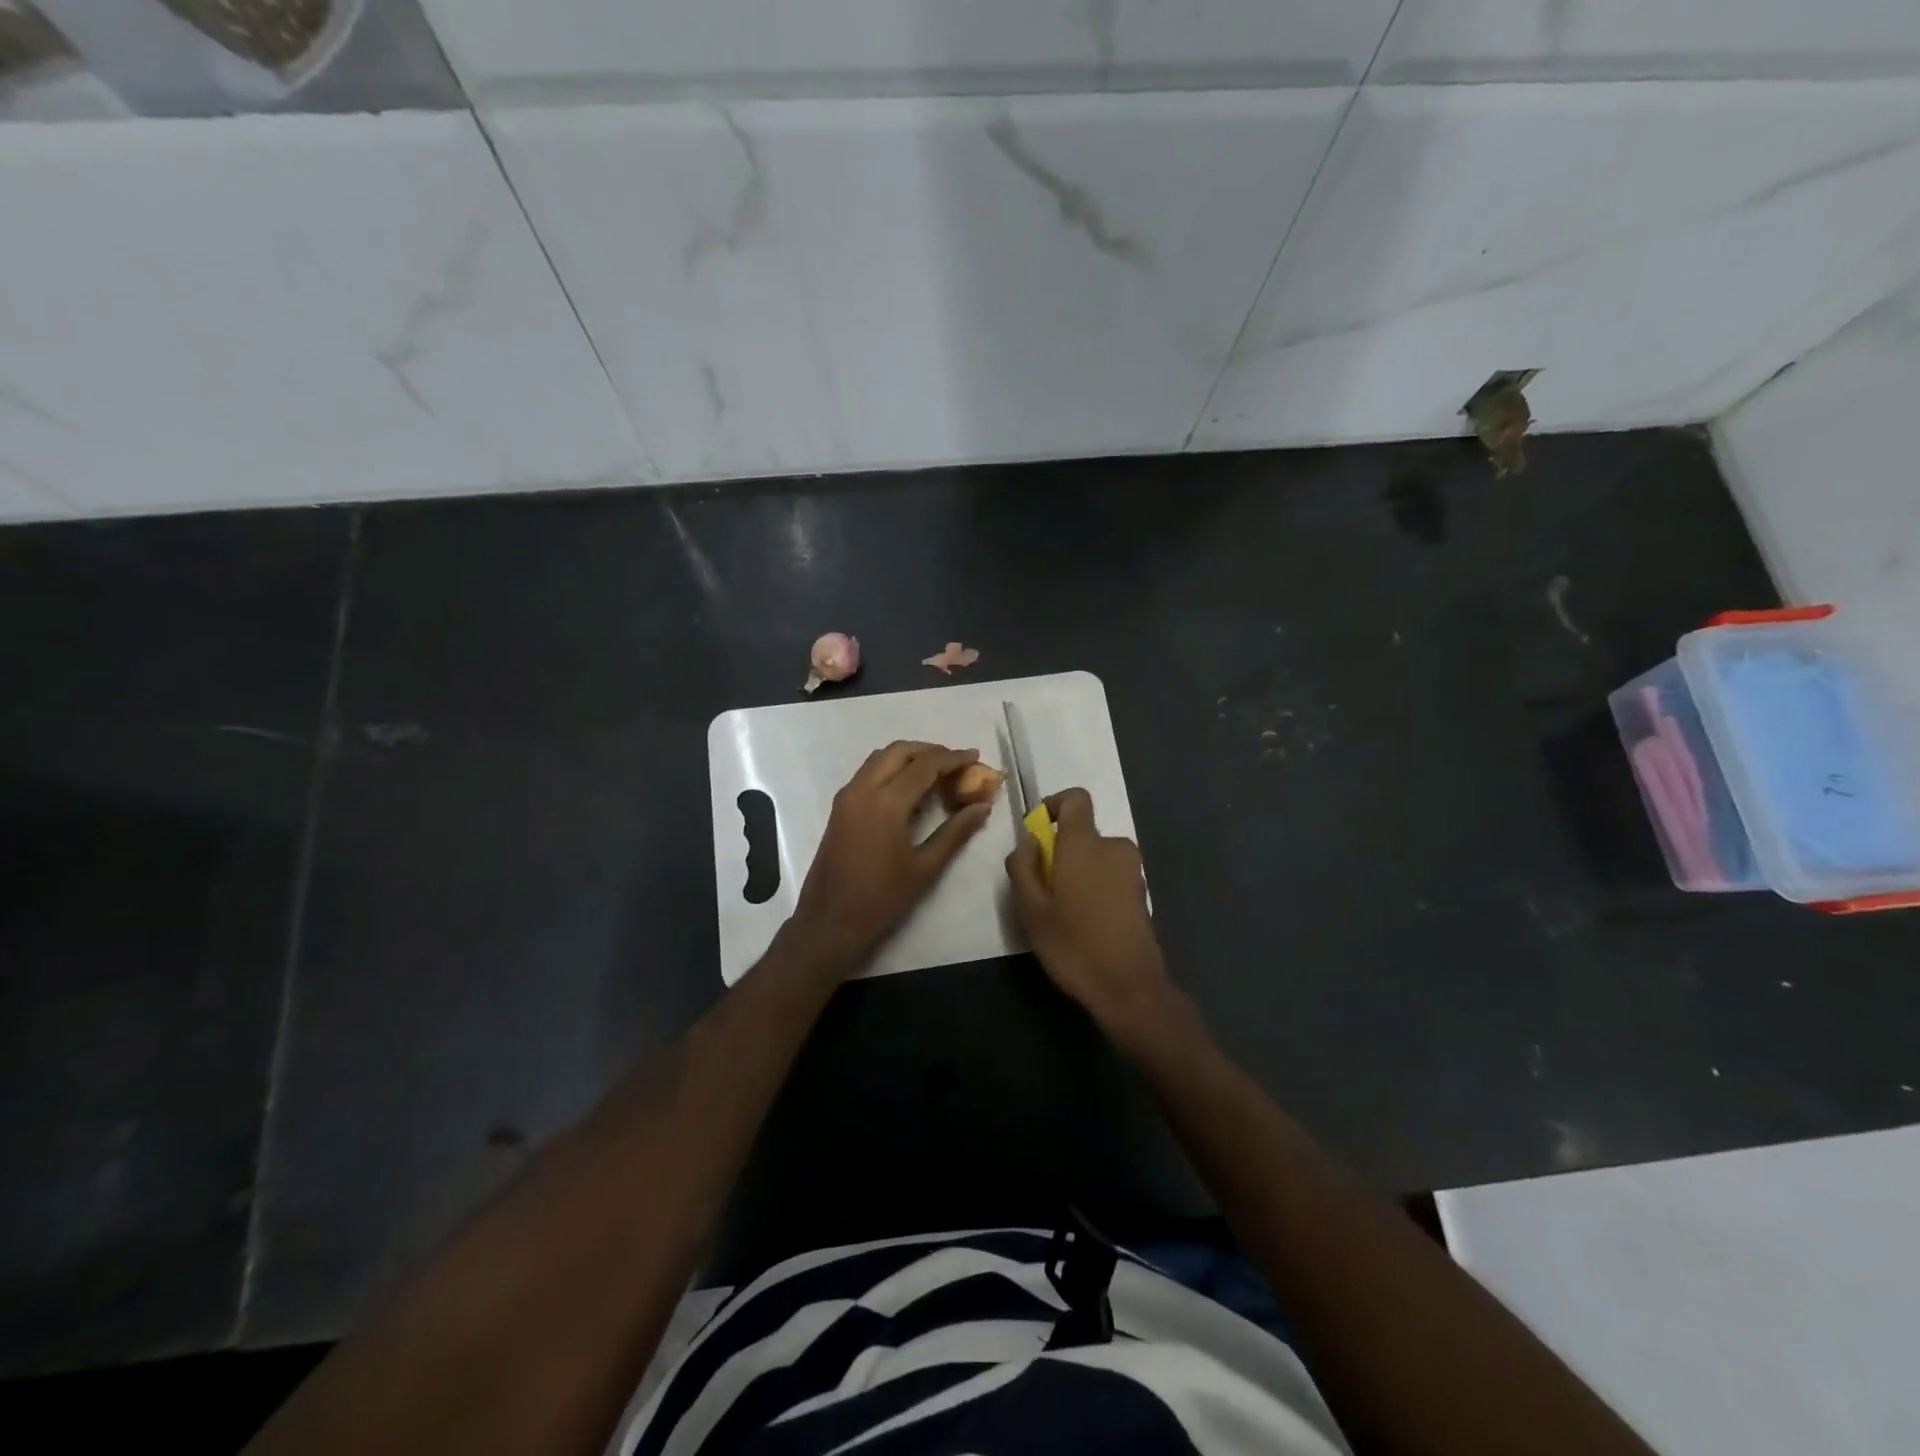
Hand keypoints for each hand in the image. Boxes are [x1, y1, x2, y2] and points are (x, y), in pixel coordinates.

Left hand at [785, 741, 993, 976]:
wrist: (830, 922)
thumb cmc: (881, 899)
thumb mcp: (925, 867)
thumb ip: (955, 832)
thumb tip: (982, 807)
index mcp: (885, 803)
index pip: (924, 766)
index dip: (953, 758)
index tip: (975, 756)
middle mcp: (862, 790)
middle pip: (899, 751)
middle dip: (930, 751)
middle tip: (956, 763)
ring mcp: (847, 797)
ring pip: (880, 758)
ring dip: (909, 758)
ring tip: (937, 773)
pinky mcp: (840, 807)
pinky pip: (868, 773)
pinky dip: (892, 770)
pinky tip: (911, 791)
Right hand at [1005, 788, 1175, 1052]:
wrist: (1129, 988)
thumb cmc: (1073, 945)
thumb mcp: (1030, 909)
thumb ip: (1023, 866)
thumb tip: (1029, 841)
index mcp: (1085, 844)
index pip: (1076, 798)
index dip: (1053, 805)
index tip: (1037, 834)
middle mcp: (1114, 847)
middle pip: (1082, 833)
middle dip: (1060, 851)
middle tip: (1042, 890)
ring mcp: (1132, 870)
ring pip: (1095, 856)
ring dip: (1077, 871)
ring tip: (1062, 912)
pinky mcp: (1141, 892)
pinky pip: (1109, 874)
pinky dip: (1094, 886)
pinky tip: (1085, 922)